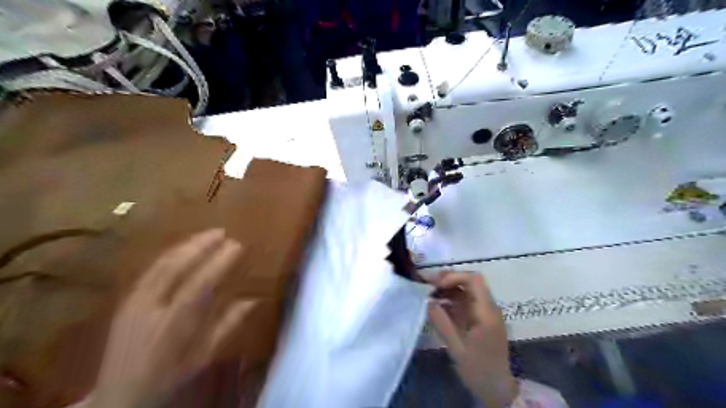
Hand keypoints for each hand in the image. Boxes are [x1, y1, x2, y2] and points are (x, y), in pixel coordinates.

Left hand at [90, 229, 254, 406]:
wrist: (118, 397)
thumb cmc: (168, 378)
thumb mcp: (203, 358)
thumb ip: (228, 326)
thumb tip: (254, 300)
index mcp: (172, 326)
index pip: (198, 286)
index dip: (218, 263)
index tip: (237, 246)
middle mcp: (149, 309)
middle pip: (174, 268)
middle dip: (200, 246)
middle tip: (222, 232)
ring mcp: (133, 302)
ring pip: (160, 264)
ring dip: (186, 245)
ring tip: (207, 234)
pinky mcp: (126, 300)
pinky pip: (151, 270)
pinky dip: (171, 254)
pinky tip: (185, 248)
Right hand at [427, 271, 518, 407]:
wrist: (497, 389)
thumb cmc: (478, 370)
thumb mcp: (456, 348)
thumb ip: (442, 322)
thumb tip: (428, 301)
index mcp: (486, 313)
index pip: (474, 280)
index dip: (453, 276)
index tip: (435, 285)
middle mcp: (489, 307)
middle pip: (470, 281)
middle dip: (448, 279)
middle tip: (427, 284)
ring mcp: (486, 312)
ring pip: (467, 289)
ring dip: (448, 287)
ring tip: (429, 292)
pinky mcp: (481, 317)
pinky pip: (466, 300)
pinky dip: (451, 298)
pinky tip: (438, 304)